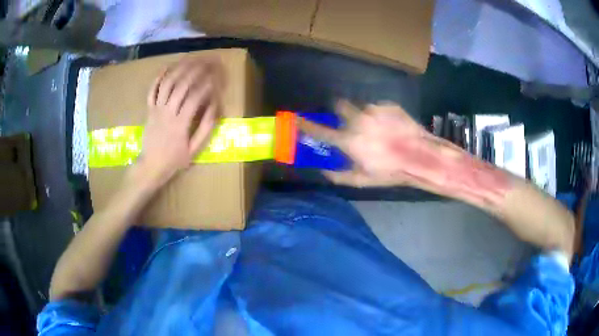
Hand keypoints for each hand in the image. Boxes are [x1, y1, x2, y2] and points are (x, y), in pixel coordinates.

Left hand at [136, 56, 223, 187]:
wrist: (150, 166)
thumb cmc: (174, 160)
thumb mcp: (194, 150)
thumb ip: (205, 128)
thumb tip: (215, 107)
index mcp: (180, 124)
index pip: (195, 97)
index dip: (208, 84)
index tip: (218, 76)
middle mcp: (167, 112)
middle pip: (182, 85)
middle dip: (197, 70)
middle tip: (209, 60)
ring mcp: (156, 109)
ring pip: (167, 84)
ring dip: (180, 68)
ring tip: (192, 58)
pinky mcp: (149, 109)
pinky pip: (152, 90)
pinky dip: (159, 77)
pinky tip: (168, 66)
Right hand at [299, 101, 508, 205]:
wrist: (421, 157)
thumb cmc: (391, 172)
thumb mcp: (363, 180)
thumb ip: (339, 175)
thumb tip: (323, 171)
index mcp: (349, 140)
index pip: (320, 130)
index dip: (306, 124)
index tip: (296, 118)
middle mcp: (358, 120)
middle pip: (339, 106)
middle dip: (341, 112)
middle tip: (351, 123)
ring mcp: (374, 110)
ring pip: (360, 106)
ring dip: (363, 115)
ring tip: (378, 129)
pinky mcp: (389, 105)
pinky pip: (378, 106)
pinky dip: (380, 114)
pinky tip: (391, 127)